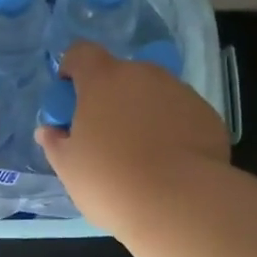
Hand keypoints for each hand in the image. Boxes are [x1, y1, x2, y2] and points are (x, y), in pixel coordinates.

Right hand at [34, 41, 229, 229]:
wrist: (181, 204)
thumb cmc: (111, 182)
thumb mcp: (69, 168)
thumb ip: (55, 143)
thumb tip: (49, 131)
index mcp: (103, 80)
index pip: (81, 53)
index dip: (72, 69)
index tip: (69, 96)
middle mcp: (144, 75)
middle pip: (120, 74)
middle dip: (110, 96)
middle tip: (105, 135)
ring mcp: (180, 92)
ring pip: (153, 93)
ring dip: (142, 112)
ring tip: (141, 153)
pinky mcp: (207, 115)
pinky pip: (180, 114)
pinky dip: (171, 129)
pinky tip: (170, 162)